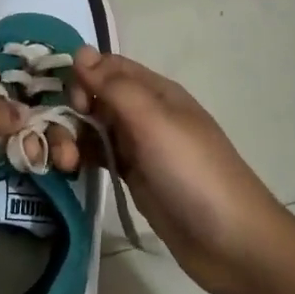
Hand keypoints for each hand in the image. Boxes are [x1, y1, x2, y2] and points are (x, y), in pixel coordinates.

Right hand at [69, 48, 285, 293]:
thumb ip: (114, 86)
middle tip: (62, 144)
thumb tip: (80, 50)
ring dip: (70, 138)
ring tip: (64, 165)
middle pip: (94, 97)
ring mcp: (138, 146)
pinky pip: (97, 155)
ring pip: (92, 127)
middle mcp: (145, 113)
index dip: (83, 78)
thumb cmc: (193, 174)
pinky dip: (80, 157)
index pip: (107, 67)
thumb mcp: (153, 122)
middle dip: (70, 112)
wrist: (232, 242)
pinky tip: (68, 171)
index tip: (72, 103)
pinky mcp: (133, 176)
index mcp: (155, 92)